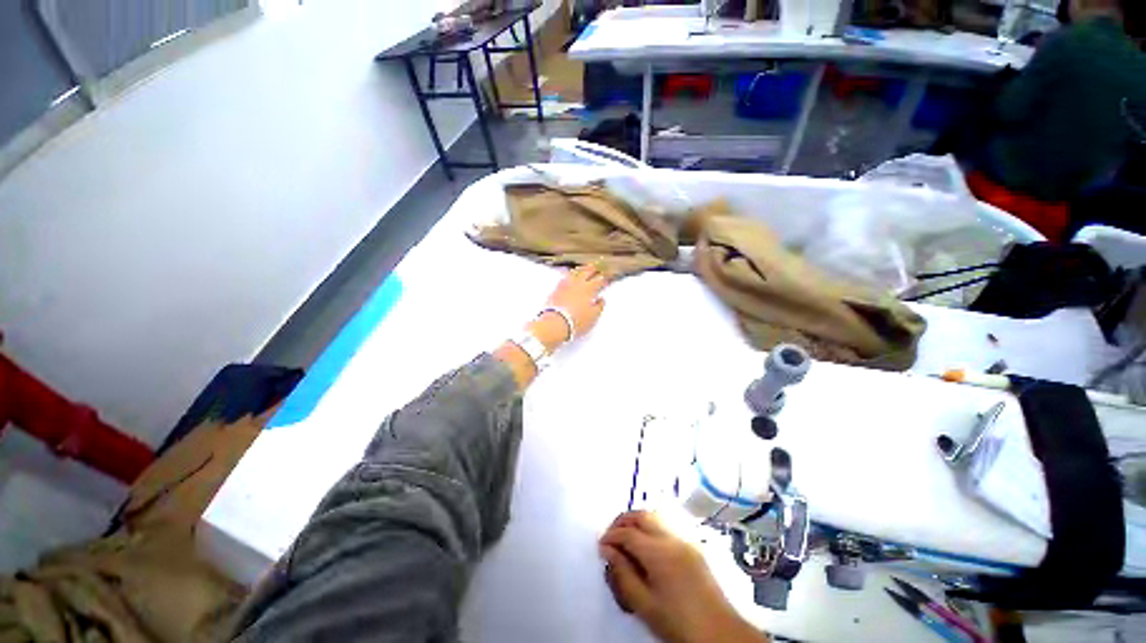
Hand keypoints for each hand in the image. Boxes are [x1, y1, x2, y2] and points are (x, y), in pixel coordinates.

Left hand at [542, 265, 607, 339]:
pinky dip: (569, 275)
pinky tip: (569, 276)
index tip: (608, 279)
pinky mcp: (556, 289)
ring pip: (575, 273)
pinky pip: (564, 277)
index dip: (604, 279)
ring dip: (580, 270)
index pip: (599, 280)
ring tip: (583, 269)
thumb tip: (601, 299)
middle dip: (593, 269)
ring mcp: (566, 285)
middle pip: (587, 272)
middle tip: (597, 267)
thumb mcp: (593, 316)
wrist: (555, 323)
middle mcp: (578, 284)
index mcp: (589, 289)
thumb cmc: (577, 321)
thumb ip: (599, 306)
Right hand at [599, 511, 767, 642]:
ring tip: (627, 535)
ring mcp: (685, 539)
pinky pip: (668, 524)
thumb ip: (623, 574)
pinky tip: (648, 541)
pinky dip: (652, 525)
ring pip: (656, 515)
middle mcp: (672, 538)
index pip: (628, 533)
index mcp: (658, 553)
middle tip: (611, 535)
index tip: (601, 546)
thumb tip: (607, 550)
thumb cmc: (678, 623)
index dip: (611, 536)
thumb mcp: (644, 605)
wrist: (720, 633)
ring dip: (638, 519)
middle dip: (623, 520)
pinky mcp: (694, 545)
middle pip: (642, 515)